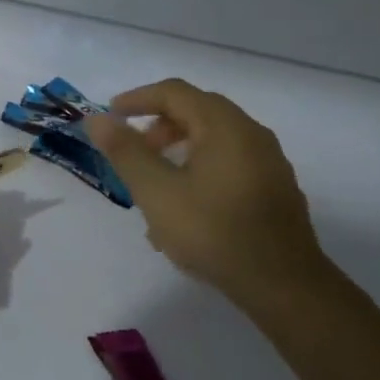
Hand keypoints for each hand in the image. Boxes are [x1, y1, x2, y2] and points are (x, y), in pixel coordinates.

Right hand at [84, 80, 330, 311]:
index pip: (175, 93)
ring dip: (177, 151)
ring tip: (153, 185)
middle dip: (157, 126)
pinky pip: (228, 163)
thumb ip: (125, 152)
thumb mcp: (157, 192)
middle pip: (197, 112)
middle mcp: (252, 134)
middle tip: (132, 151)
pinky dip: (199, 169)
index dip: (137, 99)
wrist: (283, 286)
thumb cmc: (213, 232)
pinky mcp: (274, 190)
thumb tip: (97, 119)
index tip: (109, 116)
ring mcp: (268, 163)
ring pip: (213, 140)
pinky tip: (183, 209)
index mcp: (225, 126)